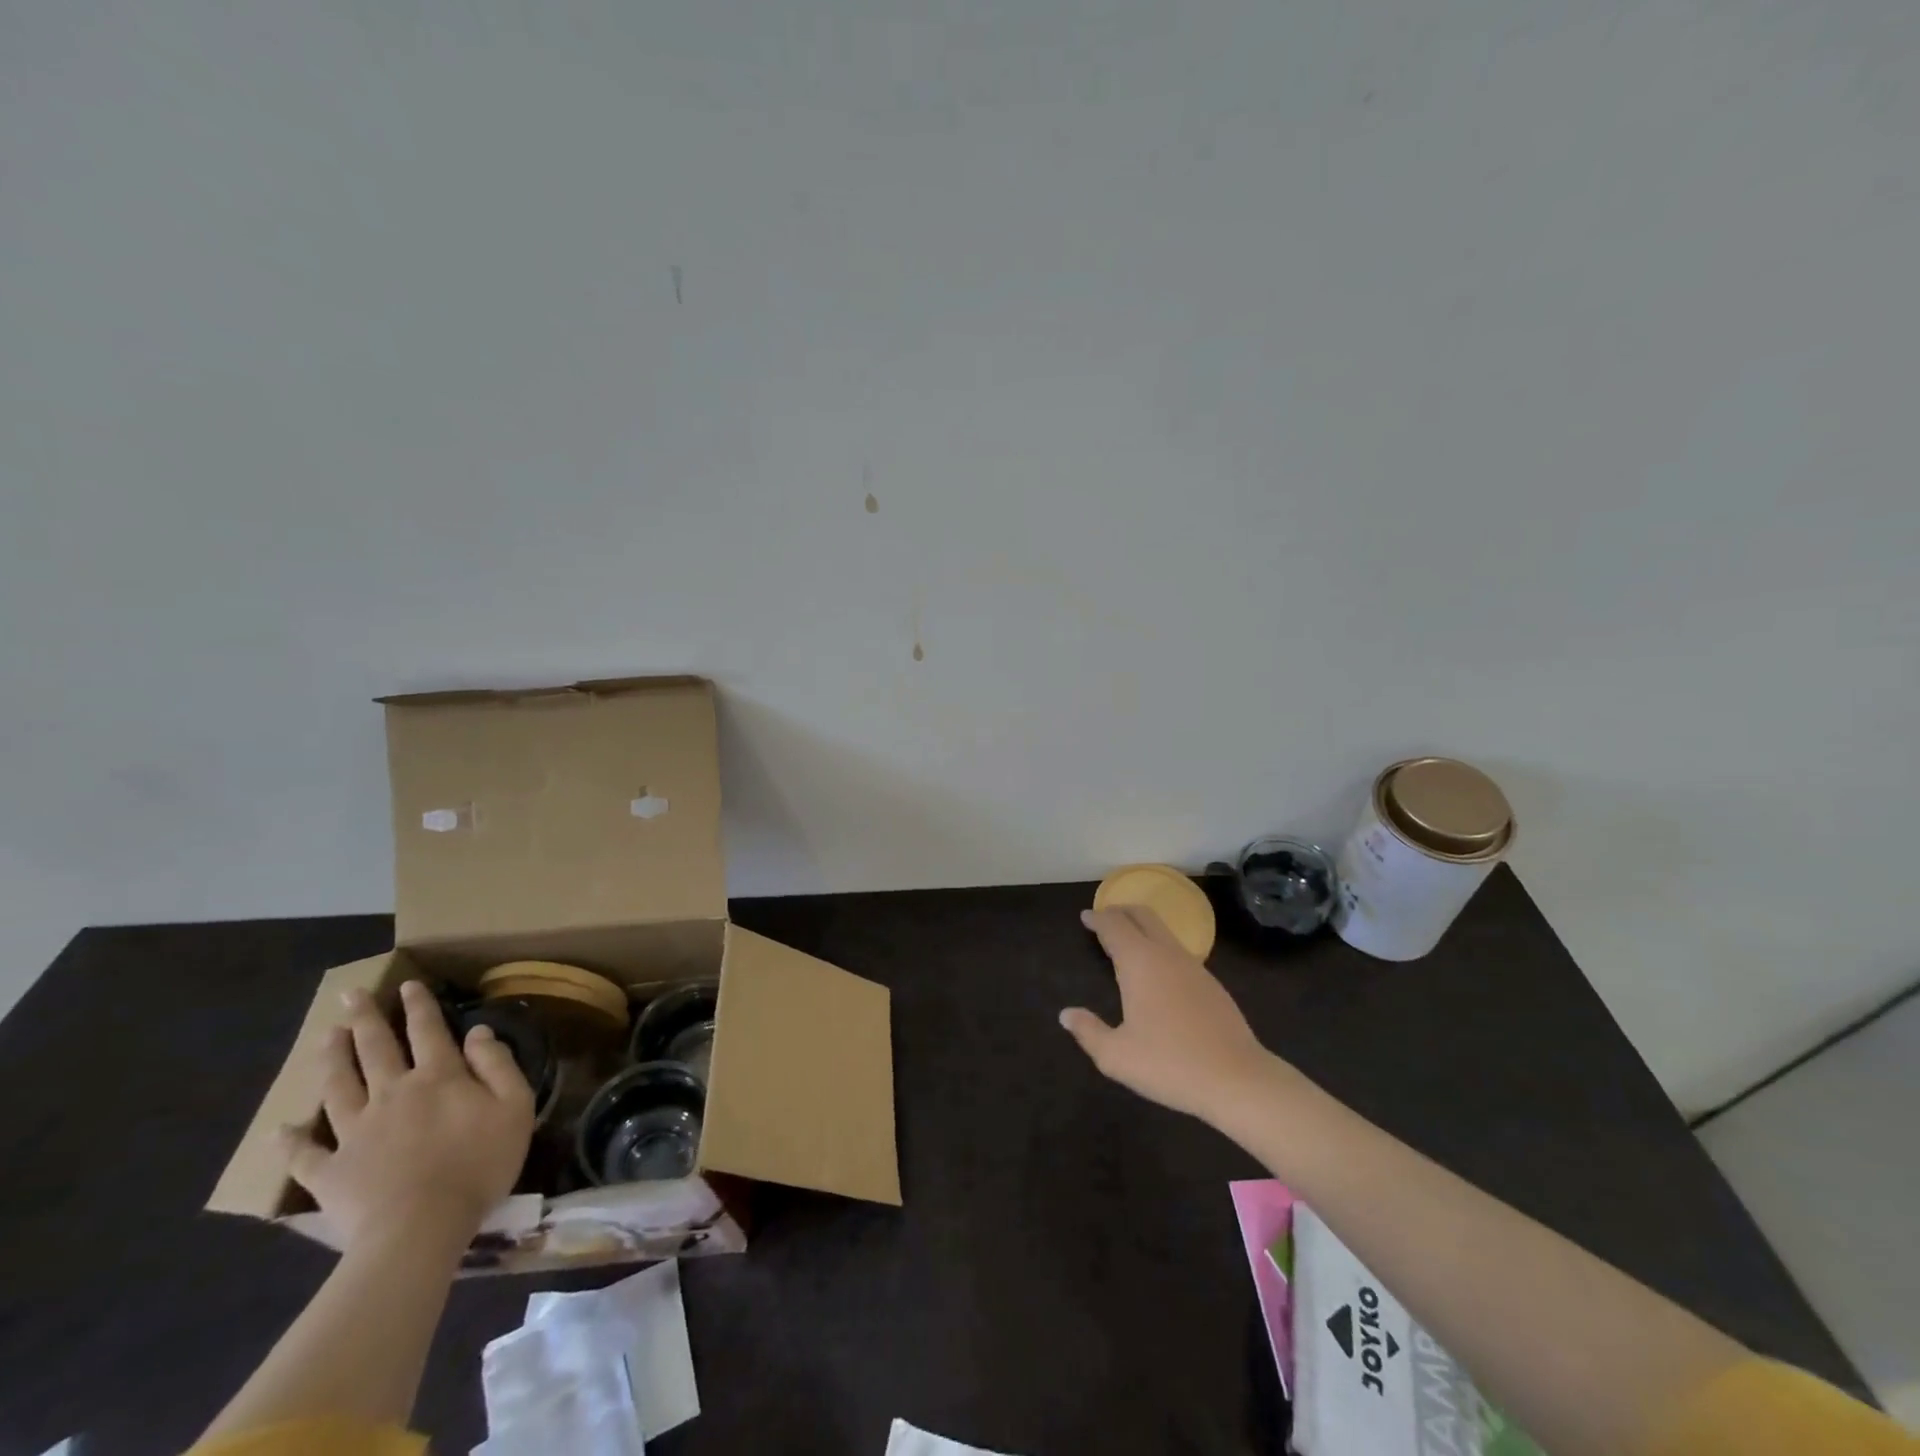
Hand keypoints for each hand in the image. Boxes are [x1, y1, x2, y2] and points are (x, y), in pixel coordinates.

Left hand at [279, 980, 535, 1249]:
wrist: (421, 1228)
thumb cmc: (479, 1163)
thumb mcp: (513, 1105)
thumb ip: (497, 1064)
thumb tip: (478, 1031)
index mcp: (438, 1077)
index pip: (428, 1031)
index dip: (419, 1006)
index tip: (408, 984)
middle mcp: (392, 1093)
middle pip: (375, 1049)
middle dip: (364, 1019)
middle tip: (350, 995)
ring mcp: (355, 1132)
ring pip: (338, 1086)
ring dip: (331, 1059)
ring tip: (325, 1036)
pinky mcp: (330, 1172)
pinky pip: (305, 1154)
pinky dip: (291, 1142)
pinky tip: (280, 1130)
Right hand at [1061, 906, 1284, 1124]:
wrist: (1237, 1080)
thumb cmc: (1169, 1064)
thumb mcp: (1116, 1056)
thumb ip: (1088, 1031)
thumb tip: (1067, 1014)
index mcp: (1139, 962)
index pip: (1114, 925)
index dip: (1097, 918)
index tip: (1085, 917)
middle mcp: (1166, 954)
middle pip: (1143, 915)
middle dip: (1121, 911)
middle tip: (1104, 919)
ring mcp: (1194, 967)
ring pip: (1164, 932)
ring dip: (1142, 928)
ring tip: (1127, 943)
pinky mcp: (1212, 984)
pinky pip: (1178, 952)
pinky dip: (1160, 948)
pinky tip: (1157, 974)